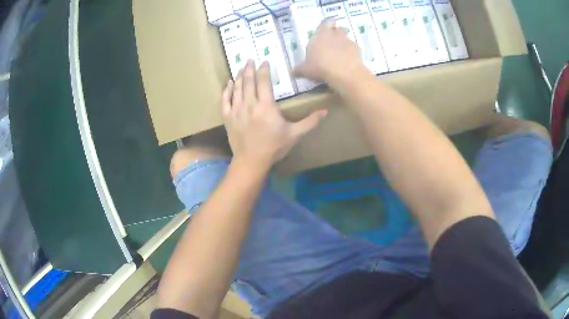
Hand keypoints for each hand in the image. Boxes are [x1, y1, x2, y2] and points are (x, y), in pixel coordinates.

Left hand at [222, 60, 327, 169]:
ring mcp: (236, 110)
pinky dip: (226, 90)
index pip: (263, 82)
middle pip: (248, 81)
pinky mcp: (228, 118)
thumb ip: (310, 121)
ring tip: (241, 67)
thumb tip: (325, 111)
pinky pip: (225, 100)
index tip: (265, 61)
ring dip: (239, 76)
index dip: (264, 70)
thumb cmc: (274, 147)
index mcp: (266, 106)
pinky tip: (228, 83)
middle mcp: (249, 104)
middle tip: (250, 59)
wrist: (251, 161)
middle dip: (249, 68)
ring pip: (236, 88)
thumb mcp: (295, 134)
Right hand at [294, 19, 369, 87]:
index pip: (326, 22)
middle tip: (333, 43)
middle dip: (337, 34)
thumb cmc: (320, 67)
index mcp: (320, 35)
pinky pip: (354, 49)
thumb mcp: (306, 70)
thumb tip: (292, 72)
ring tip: (340, 54)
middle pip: (338, 29)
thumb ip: (299, 69)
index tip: (326, 29)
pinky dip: (352, 53)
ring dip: (344, 44)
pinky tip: (349, 62)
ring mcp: (348, 41)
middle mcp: (334, 35)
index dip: (327, 24)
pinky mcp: (358, 50)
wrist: (344, 73)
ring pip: (347, 38)